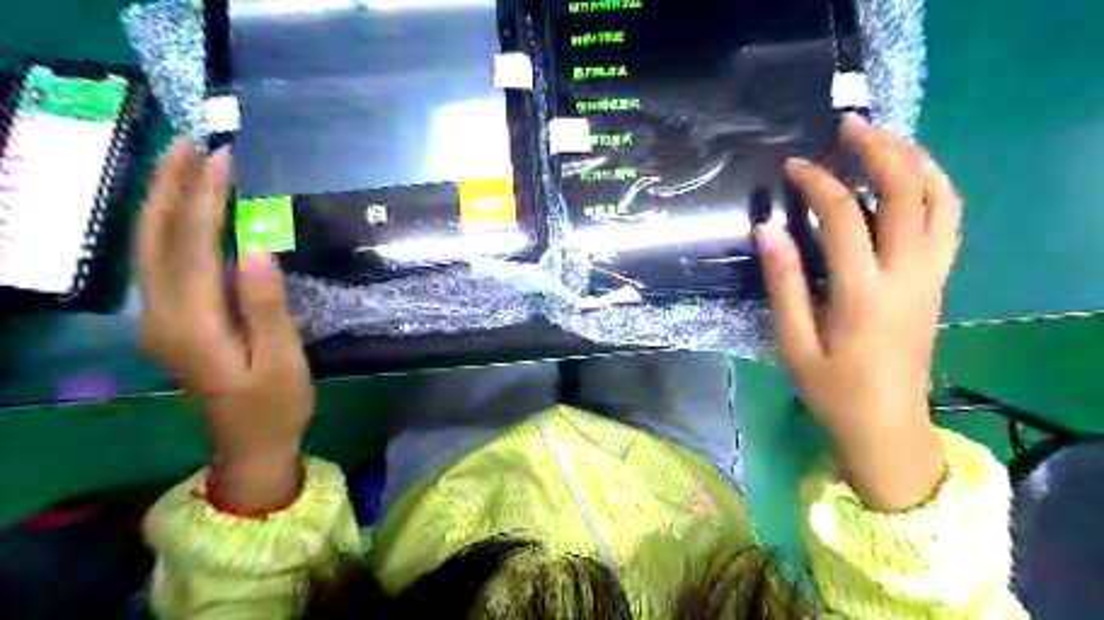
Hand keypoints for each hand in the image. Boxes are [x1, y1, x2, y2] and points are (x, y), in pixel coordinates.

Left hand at [138, 141, 311, 512]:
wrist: (250, 444)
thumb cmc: (276, 404)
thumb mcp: (281, 360)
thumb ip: (266, 306)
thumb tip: (259, 249)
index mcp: (192, 325)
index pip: (193, 247)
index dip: (205, 200)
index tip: (223, 160)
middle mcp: (162, 316)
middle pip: (156, 239)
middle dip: (171, 187)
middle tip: (191, 144)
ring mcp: (160, 319)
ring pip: (150, 248)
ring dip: (164, 202)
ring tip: (183, 164)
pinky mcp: (171, 321)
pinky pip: (161, 263)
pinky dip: (169, 228)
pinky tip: (182, 212)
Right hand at [761, 113, 967, 507]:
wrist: (887, 423)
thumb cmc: (832, 389)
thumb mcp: (793, 343)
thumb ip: (784, 283)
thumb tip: (768, 229)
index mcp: (863, 292)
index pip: (842, 216)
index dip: (817, 183)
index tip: (794, 166)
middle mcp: (907, 274)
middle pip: (906, 192)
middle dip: (878, 150)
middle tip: (850, 125)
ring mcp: (932, 275)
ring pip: (940, 199)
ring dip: (915, 159)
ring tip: (885, 137)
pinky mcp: (938, 279)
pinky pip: (948, 219)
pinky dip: (933, 185)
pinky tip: (909, 175)